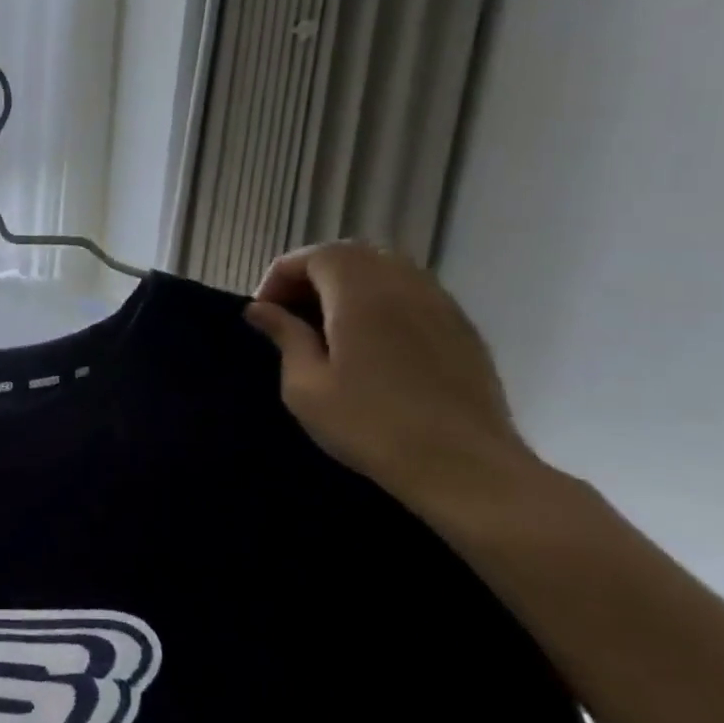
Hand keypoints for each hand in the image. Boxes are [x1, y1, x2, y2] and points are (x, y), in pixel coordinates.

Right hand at [244, 242, 543, 516]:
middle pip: (350, 255)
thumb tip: (260, 309)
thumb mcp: (305, 386)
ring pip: (384, 269)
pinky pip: (412, 293)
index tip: (264, 312)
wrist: (463, 467)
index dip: (280, 276)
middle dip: (312, 275)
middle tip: (290, 314)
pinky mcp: (461, 327)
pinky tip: (370, 341)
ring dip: (347, 286)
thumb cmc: (370, 425)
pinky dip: (380, 300)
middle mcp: (403, 283)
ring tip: (327, 326)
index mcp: (360, 293)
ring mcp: (440, 303)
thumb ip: (284, 337)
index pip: (313, 256)